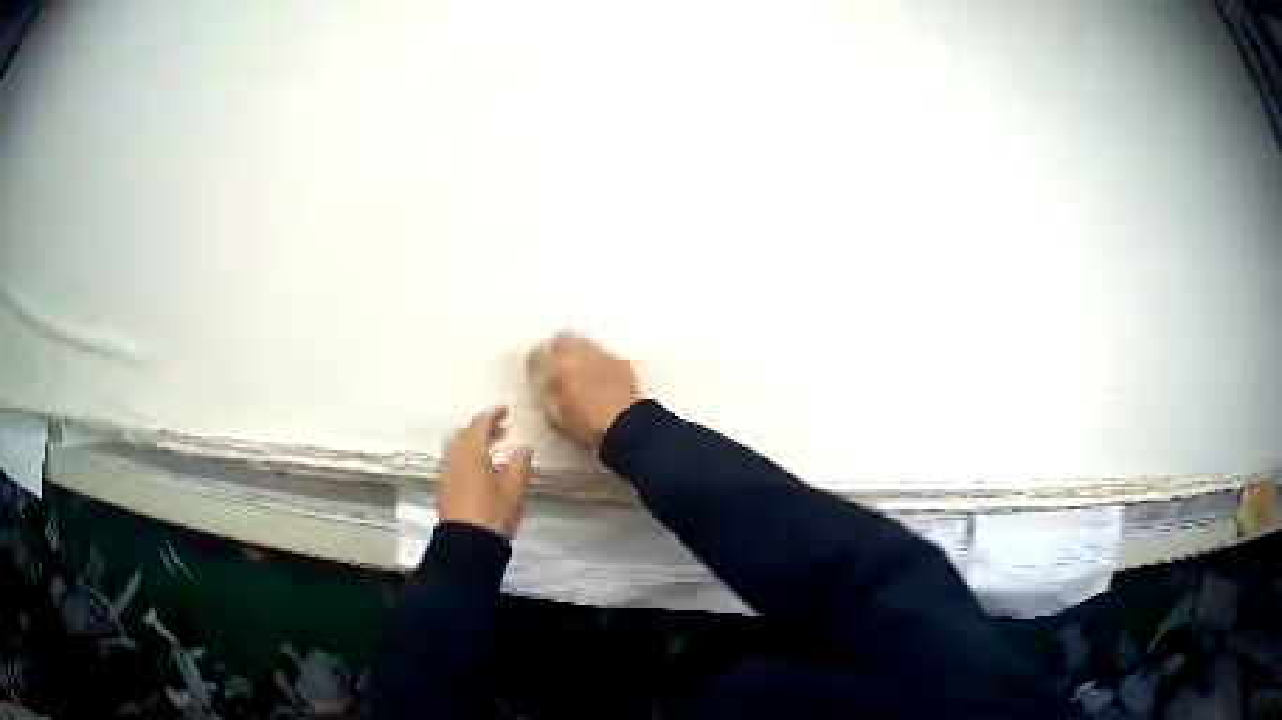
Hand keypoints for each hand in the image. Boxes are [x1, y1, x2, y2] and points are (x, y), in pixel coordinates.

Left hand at [437, 406, 532, 539]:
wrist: (466, 545)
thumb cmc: (493, 516)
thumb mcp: (514, 493)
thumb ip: (519, 467)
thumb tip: (524, 449)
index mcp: (472, 454)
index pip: (479, 425)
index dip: (492, 415)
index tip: (505, 411)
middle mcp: (454, 458)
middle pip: (464, 433)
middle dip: (480, 427)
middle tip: (500, 429)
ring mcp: (445, 473)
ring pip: (455, 446)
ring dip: (471, 441)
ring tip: (490, 448)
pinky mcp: (442, 487)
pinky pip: (452, 460)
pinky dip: (464, 455)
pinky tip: (477, 468)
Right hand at [527, 330, 640, 449]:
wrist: (627, 426)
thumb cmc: (585, 425)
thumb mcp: (555, 414)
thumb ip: (546, 392)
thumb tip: (544, 381)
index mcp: (558, 366)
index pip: (538, 353)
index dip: (535, 362)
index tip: (536, 371)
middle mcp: (579, 353)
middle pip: (562, 339)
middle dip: (558, 350)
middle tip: (558, 367)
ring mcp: (603, 355)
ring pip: (584, 344)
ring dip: (579, 354)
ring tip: (581, 373)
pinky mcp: (621, 362)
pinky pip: (604, 356)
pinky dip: (599, 363)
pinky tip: (602, 379)